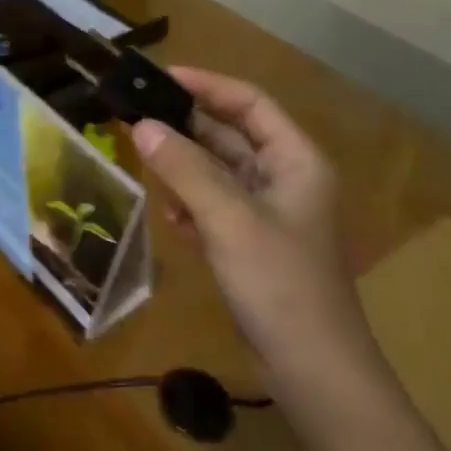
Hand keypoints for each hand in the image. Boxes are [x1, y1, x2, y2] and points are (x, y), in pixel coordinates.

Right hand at [130, 68, 365, 372]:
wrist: (314, 372)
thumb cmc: (280, 284)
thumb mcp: (229, 219)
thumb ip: (184, 170)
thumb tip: (141, 127)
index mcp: (296, 161)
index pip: (250, 103)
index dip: (208, 85)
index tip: (161, 78)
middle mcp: (285, 180)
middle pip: (230, 136)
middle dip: (186, 129)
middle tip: (136, 120)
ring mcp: (269, 215)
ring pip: (218, 174)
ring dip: (184, 170)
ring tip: (147, 168)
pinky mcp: (252, 246)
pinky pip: (215, 208)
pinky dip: (191, 207)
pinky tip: (171, 219)